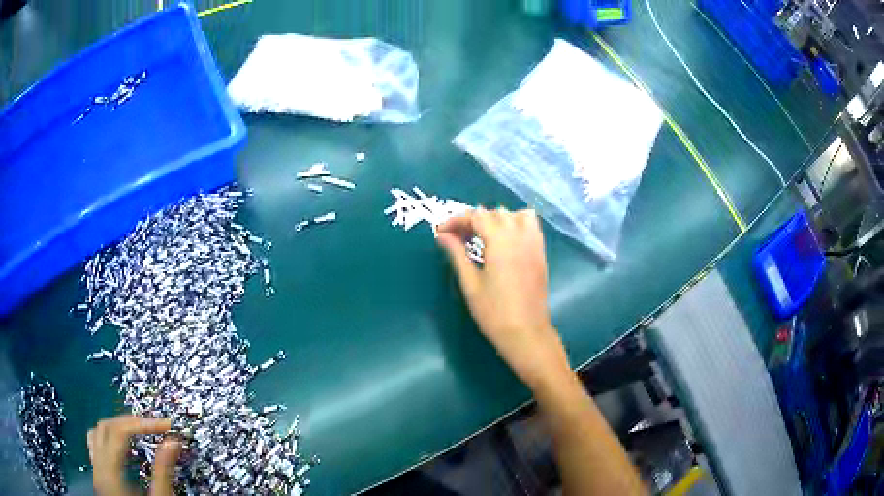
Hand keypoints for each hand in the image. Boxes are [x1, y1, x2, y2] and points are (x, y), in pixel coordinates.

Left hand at [87, 415, 180, 495]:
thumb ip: (163, 472)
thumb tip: (172, 443)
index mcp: (110, 472)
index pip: (119, 432)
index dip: (141, 424)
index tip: (164, 426)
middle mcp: (98, 466)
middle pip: (106, 427)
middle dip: (129, 422)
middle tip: (151, 425)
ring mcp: (96, 471)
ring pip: (97, 433)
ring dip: (116, 427)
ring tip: (135, 430)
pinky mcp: (99, 477)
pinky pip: (95, 447)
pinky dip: (106, 438)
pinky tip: (118, 445)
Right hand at [436, 208, 569, 389]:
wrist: (526, 333)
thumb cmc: (494, 312)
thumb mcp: (470, 283)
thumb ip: (457, 254)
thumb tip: (442, 235)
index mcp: (500, 241)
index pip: (476, 216)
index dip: (456, 220)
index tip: (441, 232)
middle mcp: (519, 235)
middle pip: (495, 213)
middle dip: (474, 220)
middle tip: (457, 237)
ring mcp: (534, 242)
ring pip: (515, 215)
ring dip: (497, 219)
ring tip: (483, 236)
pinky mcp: (541, 252)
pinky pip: (531, 225)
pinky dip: (516, 223)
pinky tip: (505, 241)